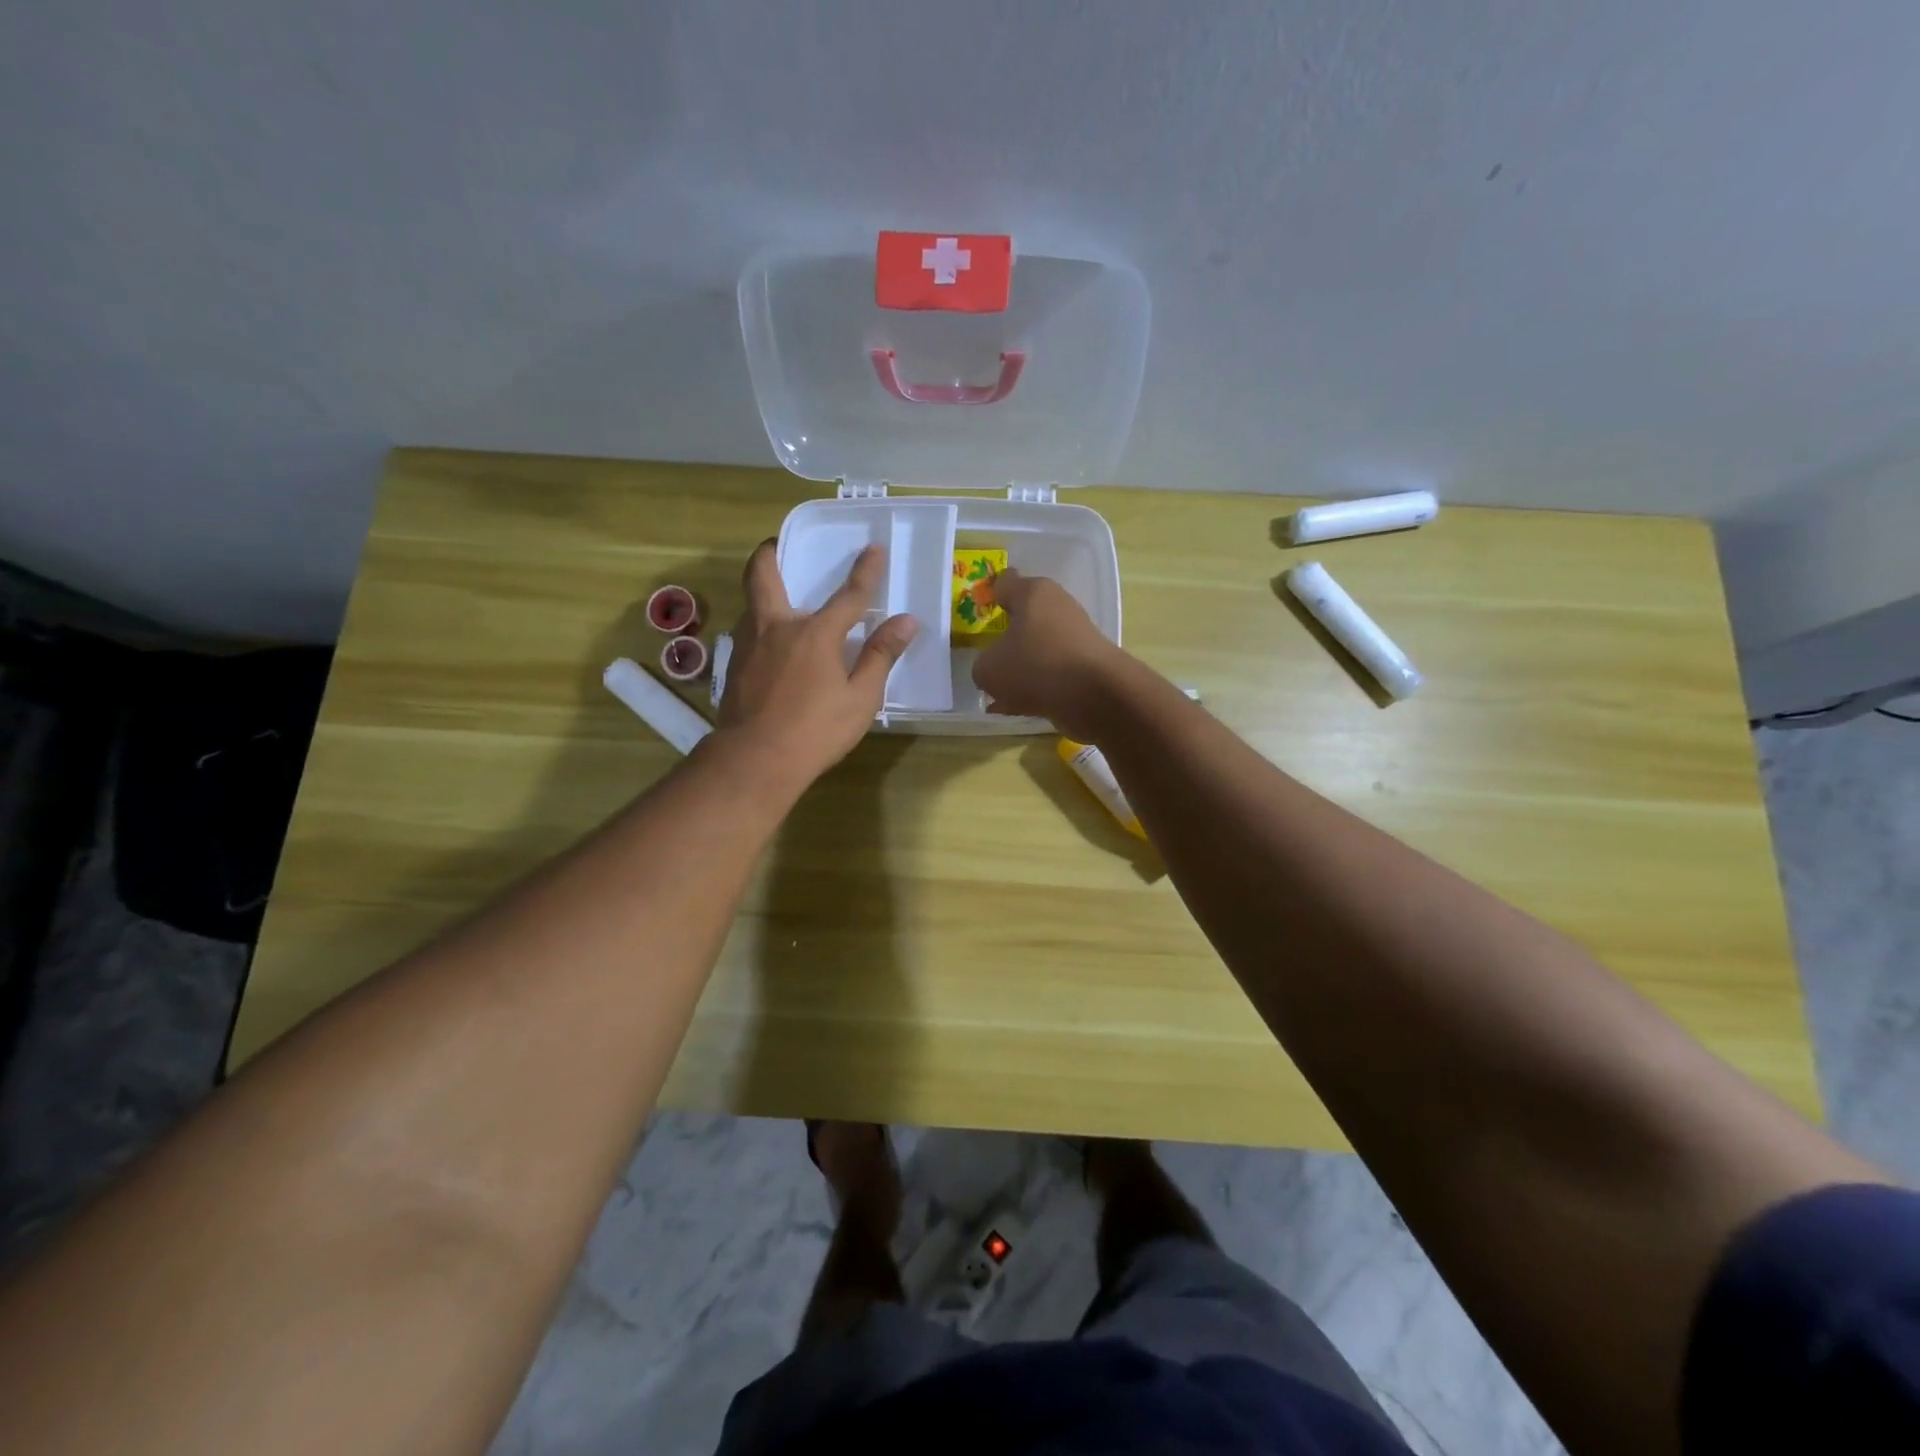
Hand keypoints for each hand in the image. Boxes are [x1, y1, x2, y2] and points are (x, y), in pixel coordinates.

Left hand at [715, 540, 917, 786]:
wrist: (754, 760)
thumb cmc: (815, 730)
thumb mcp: (860, 698)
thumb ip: (880, 656)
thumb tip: (906, 621)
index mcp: (815, 634)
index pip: (848, 595)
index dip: (864, 571)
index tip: (873, 548)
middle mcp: (776, 628)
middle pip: (764, 576)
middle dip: (770, 554)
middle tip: (778, 545)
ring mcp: (749, 645)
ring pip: (751, 603)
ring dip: (763, 592)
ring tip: (780, 598)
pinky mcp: (734, 667)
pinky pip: (748, 632)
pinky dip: (760, 624)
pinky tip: (771, 645)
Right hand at [970, 569, 1128, 740]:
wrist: (1096, 695)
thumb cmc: (1035, 666)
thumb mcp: (989, 669)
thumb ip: (982, 666)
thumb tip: (993, 669)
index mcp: (1033, 593)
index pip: (1005, 582)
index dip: (989, 594)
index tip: (978, 611)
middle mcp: (1057, 608)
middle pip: (1023, 618)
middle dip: (1005, 637)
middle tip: (985, 655)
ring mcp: (1074, 638)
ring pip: (1036, 650)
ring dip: (1019, 668)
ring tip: (995, 692)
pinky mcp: (1084, 667)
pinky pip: (1049, 674)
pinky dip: (1033, 688)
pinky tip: (1012, 708)